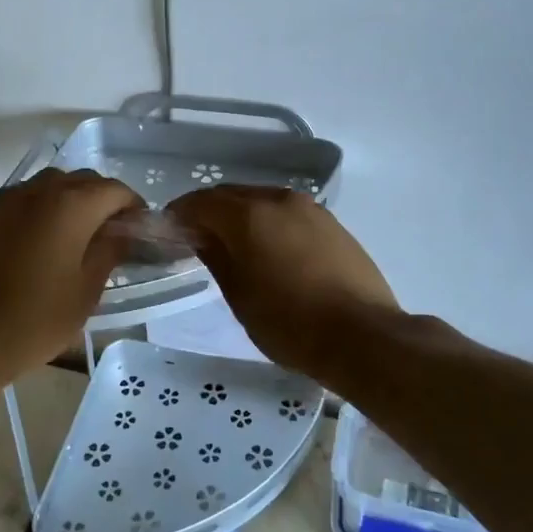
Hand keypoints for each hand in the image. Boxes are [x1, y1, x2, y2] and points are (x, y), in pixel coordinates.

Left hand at [0, 168, 143, 382]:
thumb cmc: (35, 319)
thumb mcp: (86, 291)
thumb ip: (109, 252)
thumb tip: (124, 233)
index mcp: (71, 204)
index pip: (115, 190)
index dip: (134, 207)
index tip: (142, 231)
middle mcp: (41, 190)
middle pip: (85, 180)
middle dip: (106, 200)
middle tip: (116, 234)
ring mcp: (11, 199)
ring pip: (55, 183)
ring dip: (76, 198)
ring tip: (83, 235)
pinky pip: (30, 196)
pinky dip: (48, 206)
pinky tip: (51, 238)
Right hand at [169, 187, 398, 374]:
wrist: (363, 337)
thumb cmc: (290, 322)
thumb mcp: (240, 296)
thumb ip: (216, 258)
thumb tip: (201, 236)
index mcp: (249, 214)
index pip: (201, 202)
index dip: (180, 213)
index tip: (168, 231)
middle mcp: (278, 200)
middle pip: (232, 195)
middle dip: (210, 211)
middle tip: (196, 238)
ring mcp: (310, 209)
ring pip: (262, 201)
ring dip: (241, 215)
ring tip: (233, 245)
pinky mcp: (332, 224)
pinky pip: (288, 214)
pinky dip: (269, 223)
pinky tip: (270, 250)